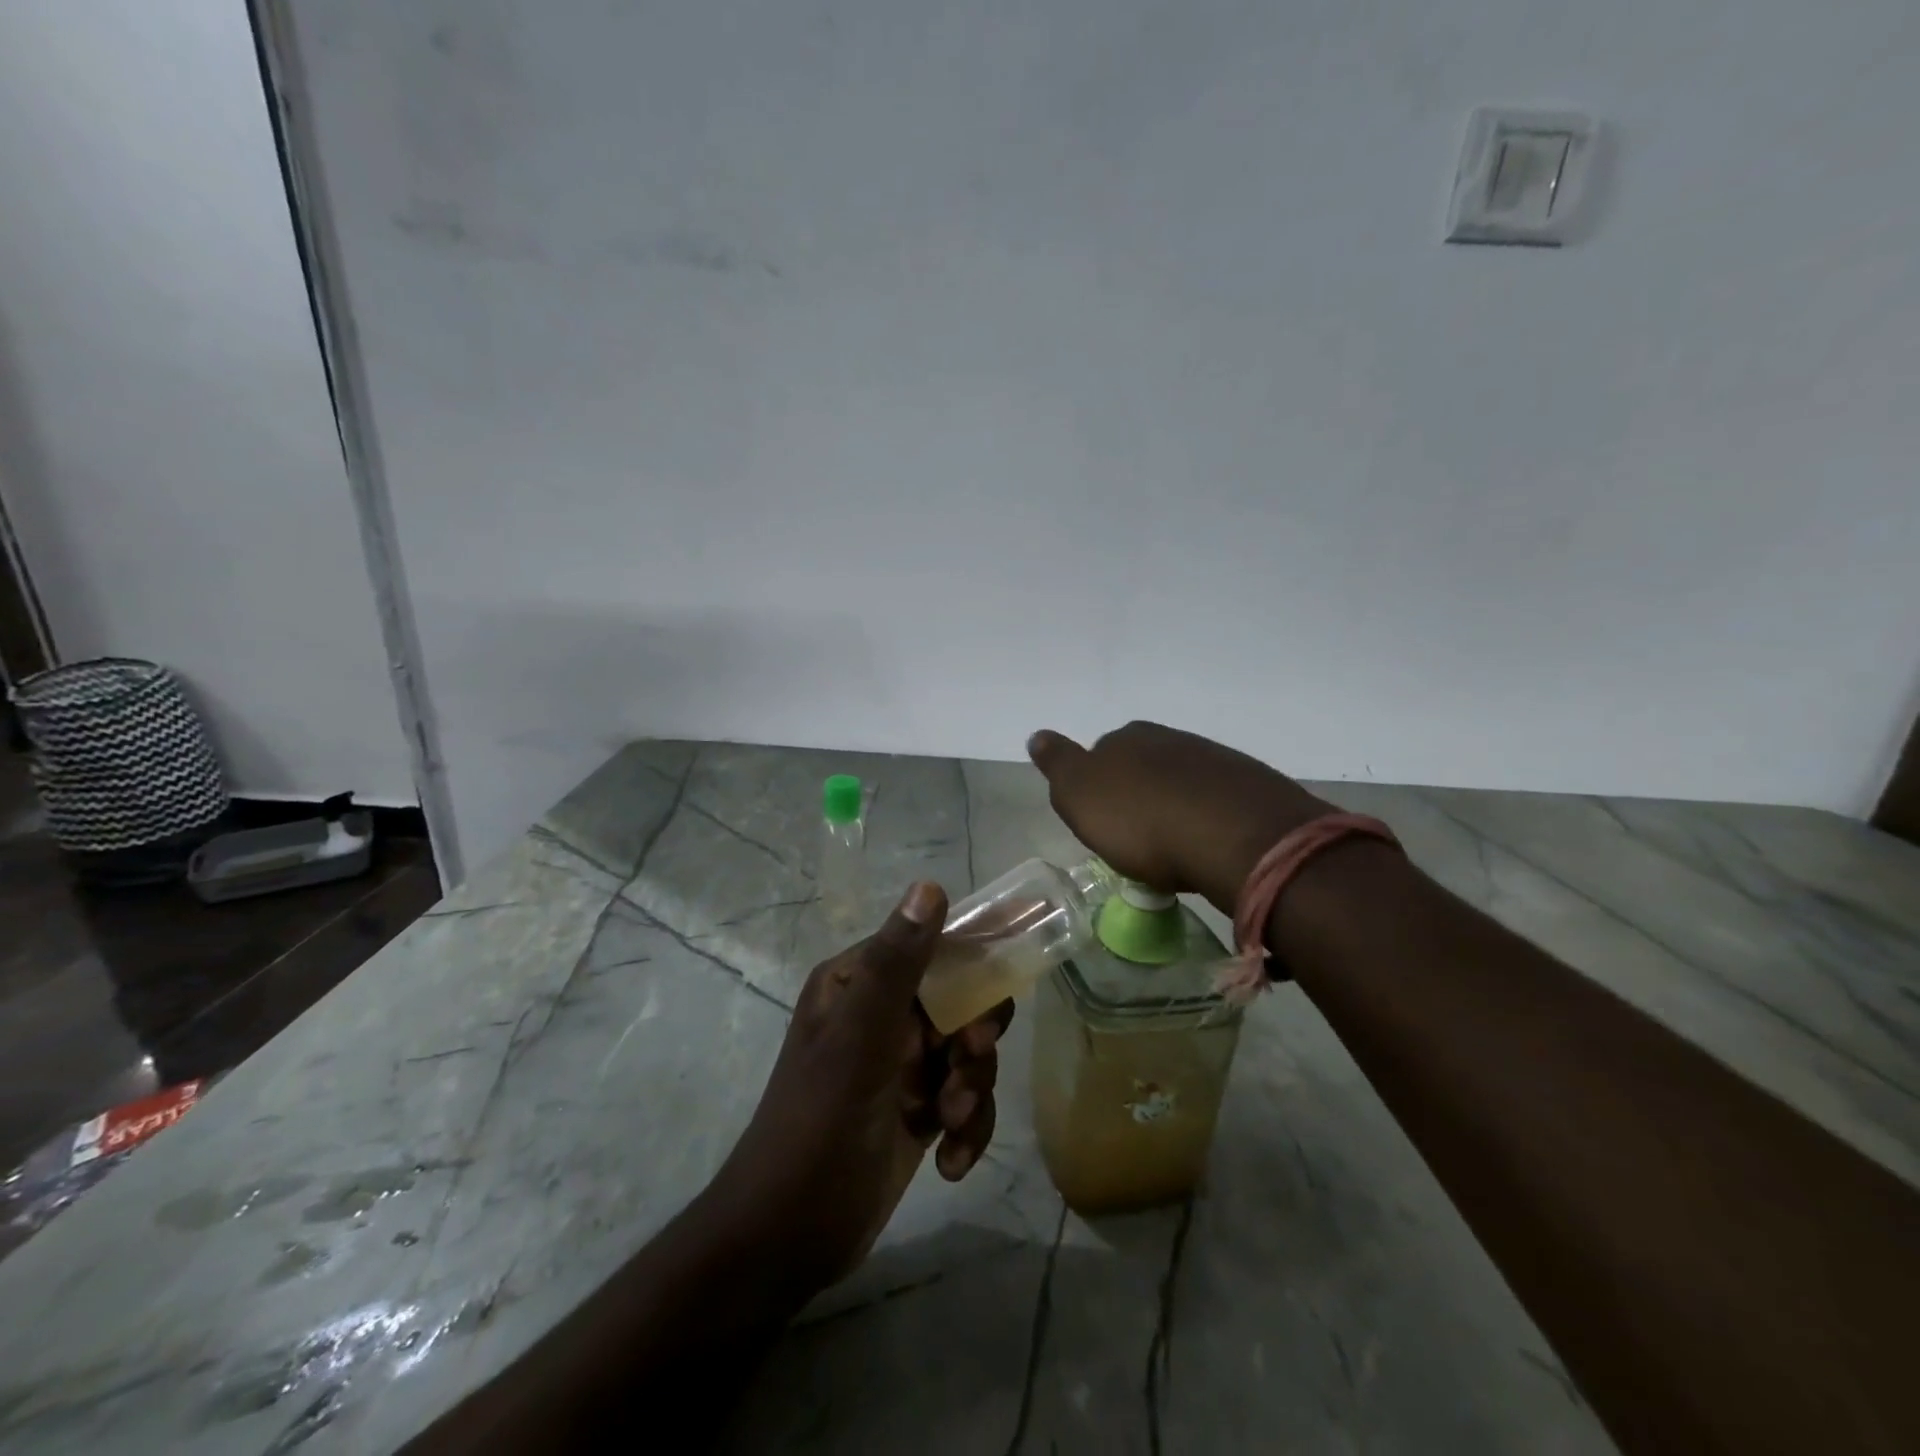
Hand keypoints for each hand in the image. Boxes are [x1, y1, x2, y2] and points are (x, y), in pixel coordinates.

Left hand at [706, 882, 1010, 1294]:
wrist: (787, 1239)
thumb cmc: (817, 1124)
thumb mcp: (858, 1039)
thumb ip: (896, 964)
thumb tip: (930, 885)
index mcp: (860, 982)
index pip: (932, 948)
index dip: (973, 964)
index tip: (999, 994)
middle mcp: (882, 1014)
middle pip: (961, 1001)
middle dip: (974, 1038)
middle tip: (967, 1061)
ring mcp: (901, 1064)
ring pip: (969, 1053)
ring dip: (972, 1088)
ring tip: (950, 1122)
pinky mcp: (917, 1110)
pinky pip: (965, 1099)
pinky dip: (967, 1128)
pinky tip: (949, 1161)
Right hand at [1027, 721, 1331, 915]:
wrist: (1235, 837)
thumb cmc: (1142, 823)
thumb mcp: (1080, 796)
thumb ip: (1058, 764)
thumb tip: (1037, 735)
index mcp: (1124, 739)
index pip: (1100, 755)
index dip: (1099, 789)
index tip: (1103, 822)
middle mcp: (1168, 738)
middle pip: (1143, 766)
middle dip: (1138, 794)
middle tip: (1137, 837)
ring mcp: (1213, 758)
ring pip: (1181, 781)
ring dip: (1174, 806)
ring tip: (1175, 848)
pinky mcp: (1250, 785)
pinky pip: (1217, 800)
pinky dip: (1208, 818)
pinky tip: (1209, 844)